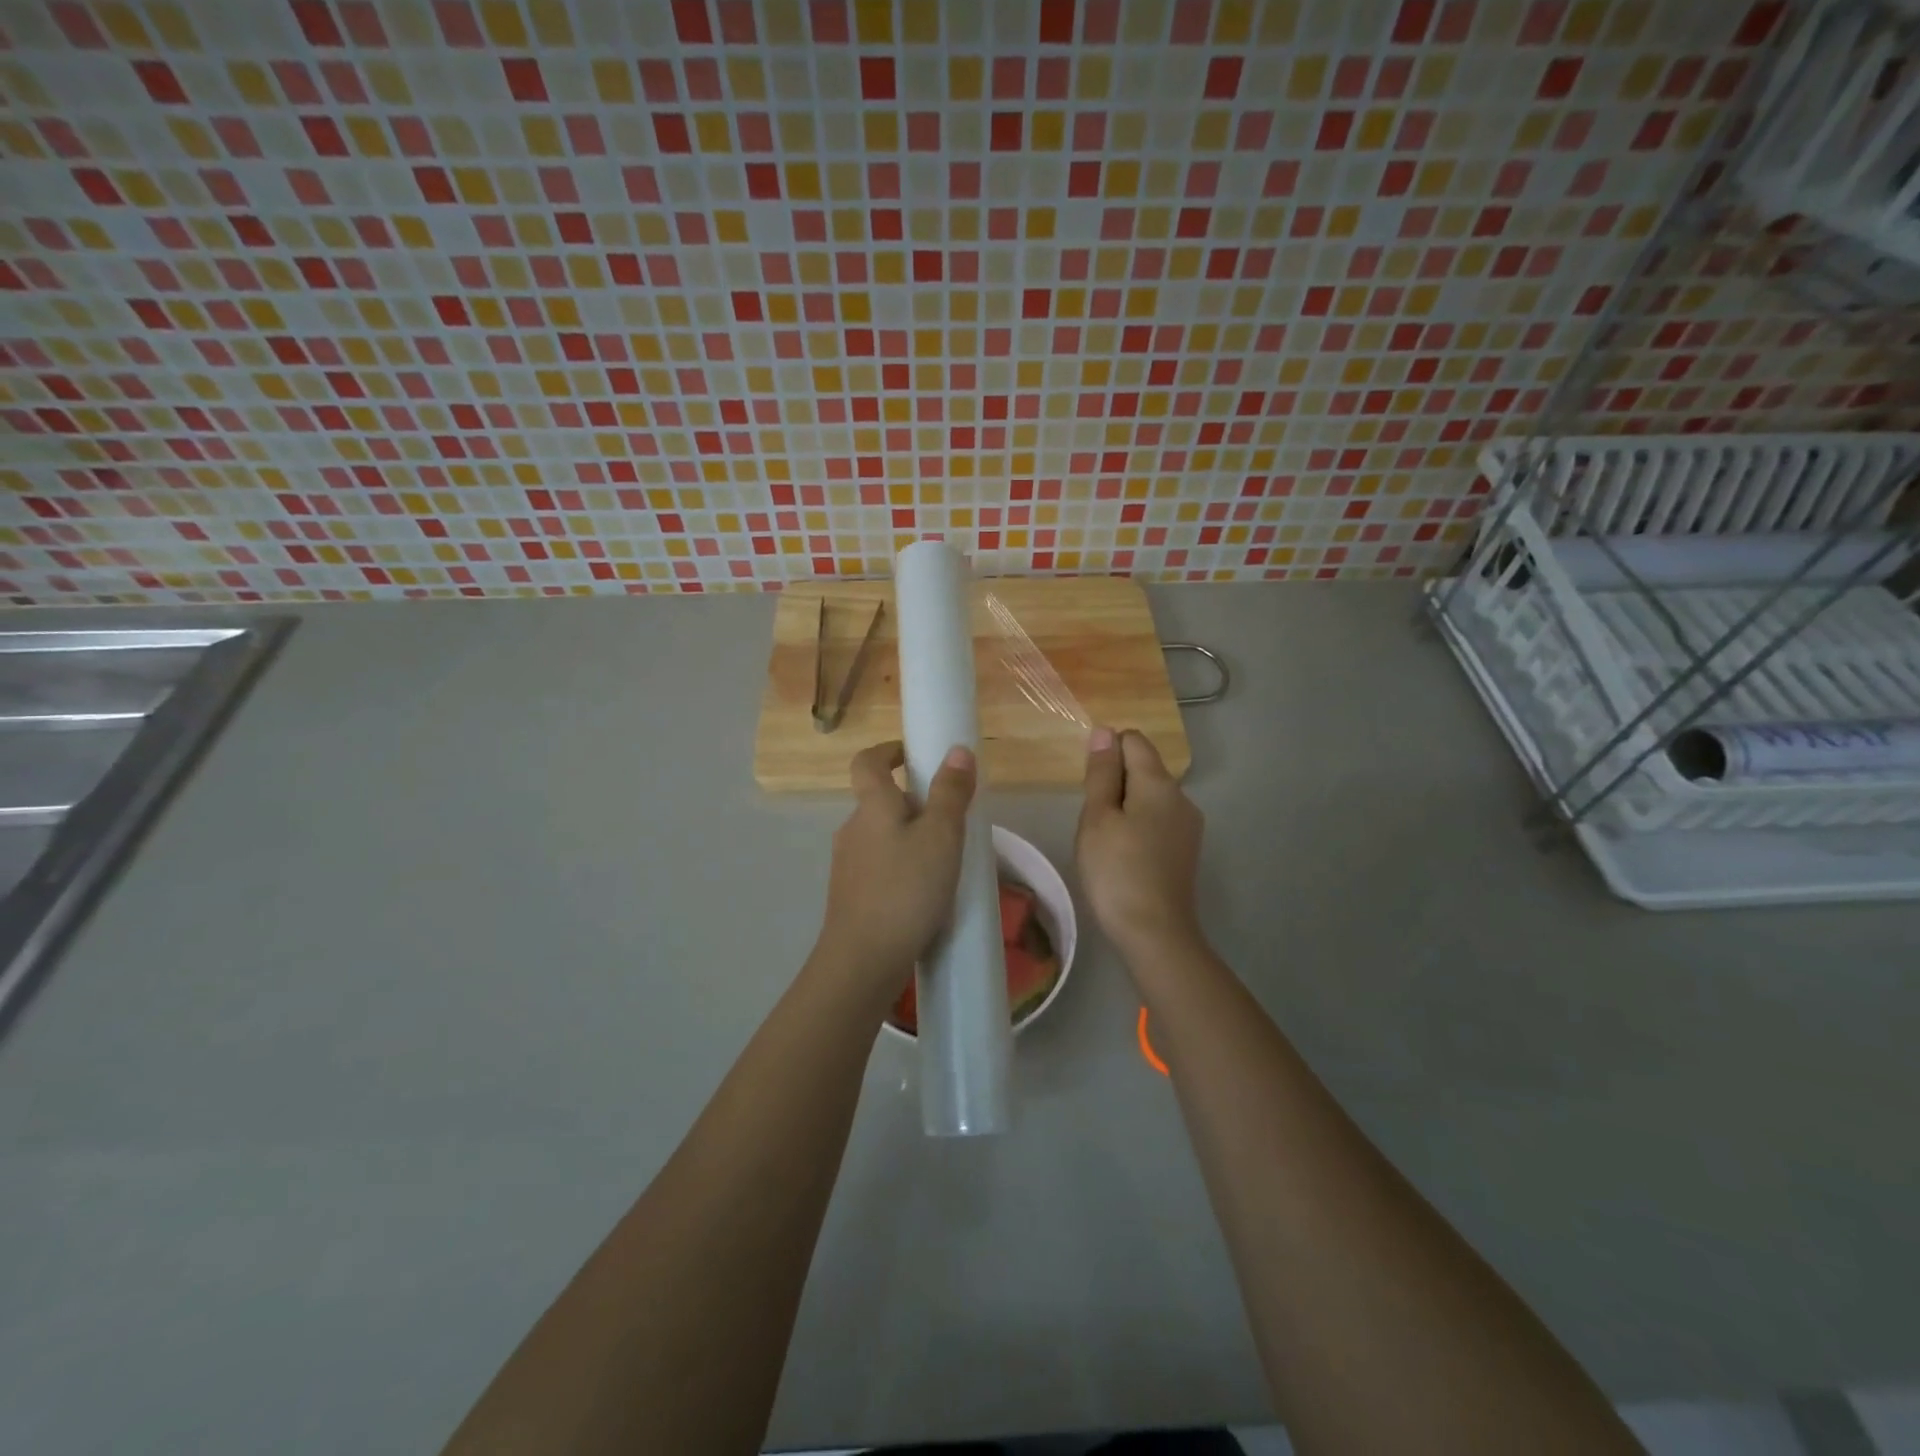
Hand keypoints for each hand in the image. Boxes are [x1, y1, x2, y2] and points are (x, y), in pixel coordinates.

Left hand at [812, 739, 976, 1006]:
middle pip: (878, 800)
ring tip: (944, 859)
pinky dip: (901, 867)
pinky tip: (924, 892)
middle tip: (949, 818)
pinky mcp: (851, 896)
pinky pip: (879, 866)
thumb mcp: (941, 836)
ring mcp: (848, 865)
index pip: (867, 761)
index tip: (914, 755)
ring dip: (908, 837)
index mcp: (872, 806)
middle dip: (911, 801)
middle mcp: (853, 829)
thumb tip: (957, 750)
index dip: (888, 751)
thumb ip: (951, 793)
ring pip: (880, 836)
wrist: (863, 959)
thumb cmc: (906, 888)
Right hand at [1077, 728, 1206, 971]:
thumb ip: (1102, 773)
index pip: (1133, 740)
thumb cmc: (1117, 871)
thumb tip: (1105, 731)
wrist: (1155, 932)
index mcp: (1159, 783)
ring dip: (1125, 807)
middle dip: (1115, 783)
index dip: (1107, 752)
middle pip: (1143, 768)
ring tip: (1106, 842)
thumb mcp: (1098, 818)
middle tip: (1092, 820)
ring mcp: (1188, 825)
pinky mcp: (1187, 850)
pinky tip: (1125, 856)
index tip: (1089, 785)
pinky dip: (1138, 827)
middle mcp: (1181, 797)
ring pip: (1150, 797)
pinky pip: (1158, 821)